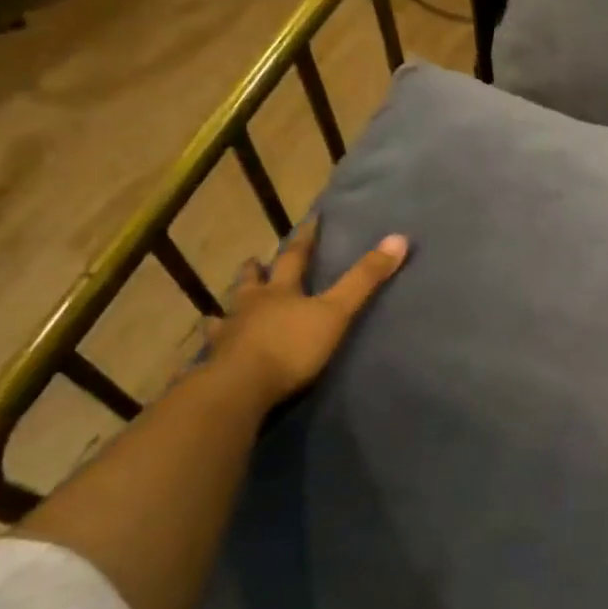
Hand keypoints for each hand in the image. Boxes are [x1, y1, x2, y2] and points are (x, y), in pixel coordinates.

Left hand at [205, 219, 407, 407]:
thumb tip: (399, 238)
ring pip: (227, 312)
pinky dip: (213, 344)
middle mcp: (251, 305)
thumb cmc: (292, 346)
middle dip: (257, 270)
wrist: (241, 387)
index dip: (306, 238)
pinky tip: (208, 348)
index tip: (311, 220)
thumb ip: (365, 279)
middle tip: (254, 260)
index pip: (296, 256)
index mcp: (281, 291)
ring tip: (225, 306)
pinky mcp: (215, 361)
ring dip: (231, 306)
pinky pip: (212, 348)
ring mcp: (229, 333)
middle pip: (253, 281)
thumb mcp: (336, 312)